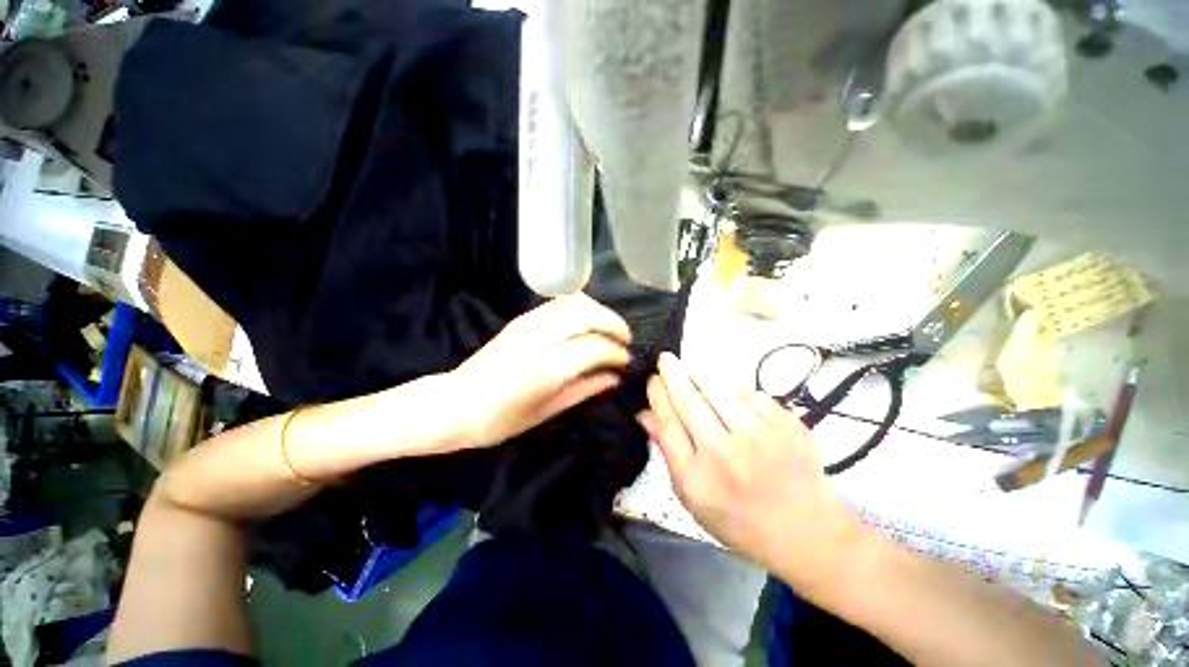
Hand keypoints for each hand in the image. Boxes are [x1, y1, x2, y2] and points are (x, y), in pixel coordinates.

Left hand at [448, 293, 631, 448]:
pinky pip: (558, 304)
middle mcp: (538, 338)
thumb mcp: (545, 412)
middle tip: (624, 342)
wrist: (456, 404)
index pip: (594, 347)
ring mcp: (527, 324)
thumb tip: (613, 378)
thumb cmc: (498, 421)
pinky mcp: (520, 320)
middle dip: (612, 324)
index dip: (617, 353)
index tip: (626, 364)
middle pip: (586, 313)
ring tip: (608, 333)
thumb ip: (582, 390)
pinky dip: (580, 309)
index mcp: (545, 368)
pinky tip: (585, 328)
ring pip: (573, 302)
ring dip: (598, 312)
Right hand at [639, 353, 870, 595]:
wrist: (799, 526)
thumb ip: (673, 456)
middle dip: (674, 376)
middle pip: (690, 402)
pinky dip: (740, 390)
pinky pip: (756, 396)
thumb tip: (649, 417)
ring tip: (696, 371)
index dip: (658, 397)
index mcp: (695, 477)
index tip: (653, 381)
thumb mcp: (695, 500)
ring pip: (722, 391)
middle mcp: (723, 451)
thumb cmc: (740, 521)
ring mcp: (758, 435)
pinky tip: (734, 392)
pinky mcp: (785, 425)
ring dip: (704, 377)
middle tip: (666, 359)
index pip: (669, 424)